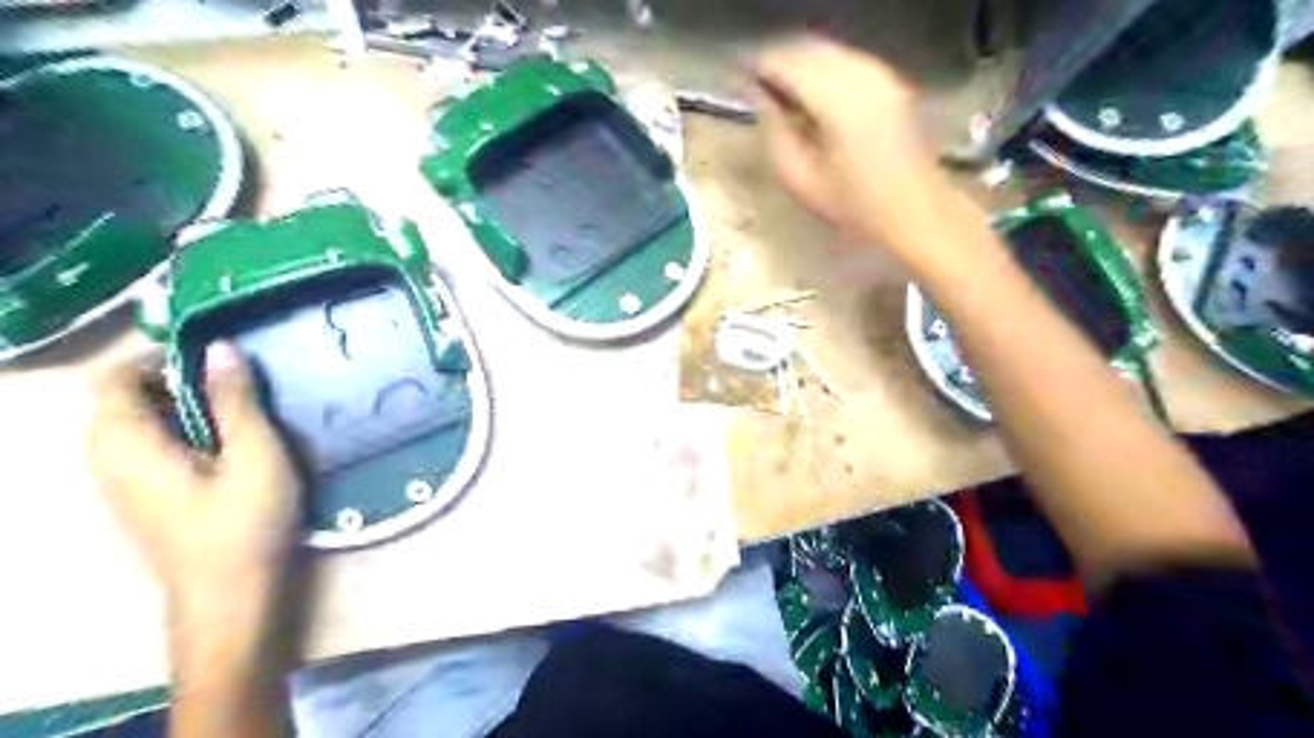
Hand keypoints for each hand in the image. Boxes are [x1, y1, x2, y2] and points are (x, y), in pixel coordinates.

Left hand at [89, 343, 300, 620]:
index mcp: (126, 443)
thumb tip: (221, 347)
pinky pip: (146, 447)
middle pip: (123, 399)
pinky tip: (224, 446)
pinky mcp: (140, 498)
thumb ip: (236, 401)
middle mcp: (107, 458)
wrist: (229, 595)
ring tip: (237, 411)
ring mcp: (120, 482)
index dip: (160, 357)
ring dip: (181, 407)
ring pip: (136, 423)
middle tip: (236, 383)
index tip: (215, 356)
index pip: (115, 378)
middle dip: (175, 381)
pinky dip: (179, 431)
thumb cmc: (244, 522)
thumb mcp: (254, 454)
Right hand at [759, 38, 946, 253]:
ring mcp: (882, 76)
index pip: (788, 65)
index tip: (739, 75)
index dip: (759, 66)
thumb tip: (763, 103)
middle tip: (756, 82)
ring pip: (829, 50)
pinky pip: (848, 60)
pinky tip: (812, 92)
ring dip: (801, 62)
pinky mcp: (892, 82)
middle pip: (809, 48)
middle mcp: (862, 77)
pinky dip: (823, 68)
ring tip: (780, 88)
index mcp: (838, 102)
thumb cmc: (856, 207)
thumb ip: (775, 135)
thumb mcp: (801, 181)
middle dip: (779, 60)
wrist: (917, 211)